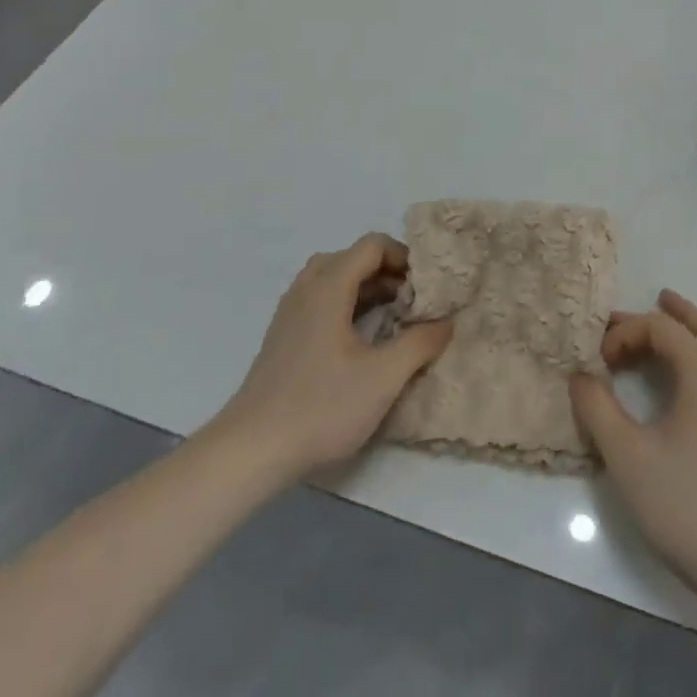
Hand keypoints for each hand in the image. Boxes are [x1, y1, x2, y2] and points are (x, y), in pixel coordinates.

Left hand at [205, 233, 452, 478]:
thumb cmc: (321, 406)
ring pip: (334, 279)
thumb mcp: (383, 377)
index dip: (404, 256)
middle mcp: (306, 288)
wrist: (250, 451)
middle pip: (353, 258)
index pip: (372, 245)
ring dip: (367, 288)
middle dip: (387, 272)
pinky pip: (320, 300)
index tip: (425, 286)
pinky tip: (360, 341)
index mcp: (329, 286)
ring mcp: (290, 312)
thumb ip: (420, 343)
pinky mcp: (283, 336)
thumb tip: (446, 322)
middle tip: (412, 300)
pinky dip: (346, 305)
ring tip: (392, 317)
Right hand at [569, 289, 696, 608]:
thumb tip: (580, 375)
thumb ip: (598, 409)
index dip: (627, 332)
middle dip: (675, 312)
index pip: (663, 329)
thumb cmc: (686, 505)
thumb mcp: (628, 457)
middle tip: (652, 299)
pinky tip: (694, 373)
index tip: (601, 361)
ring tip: (675, 324)